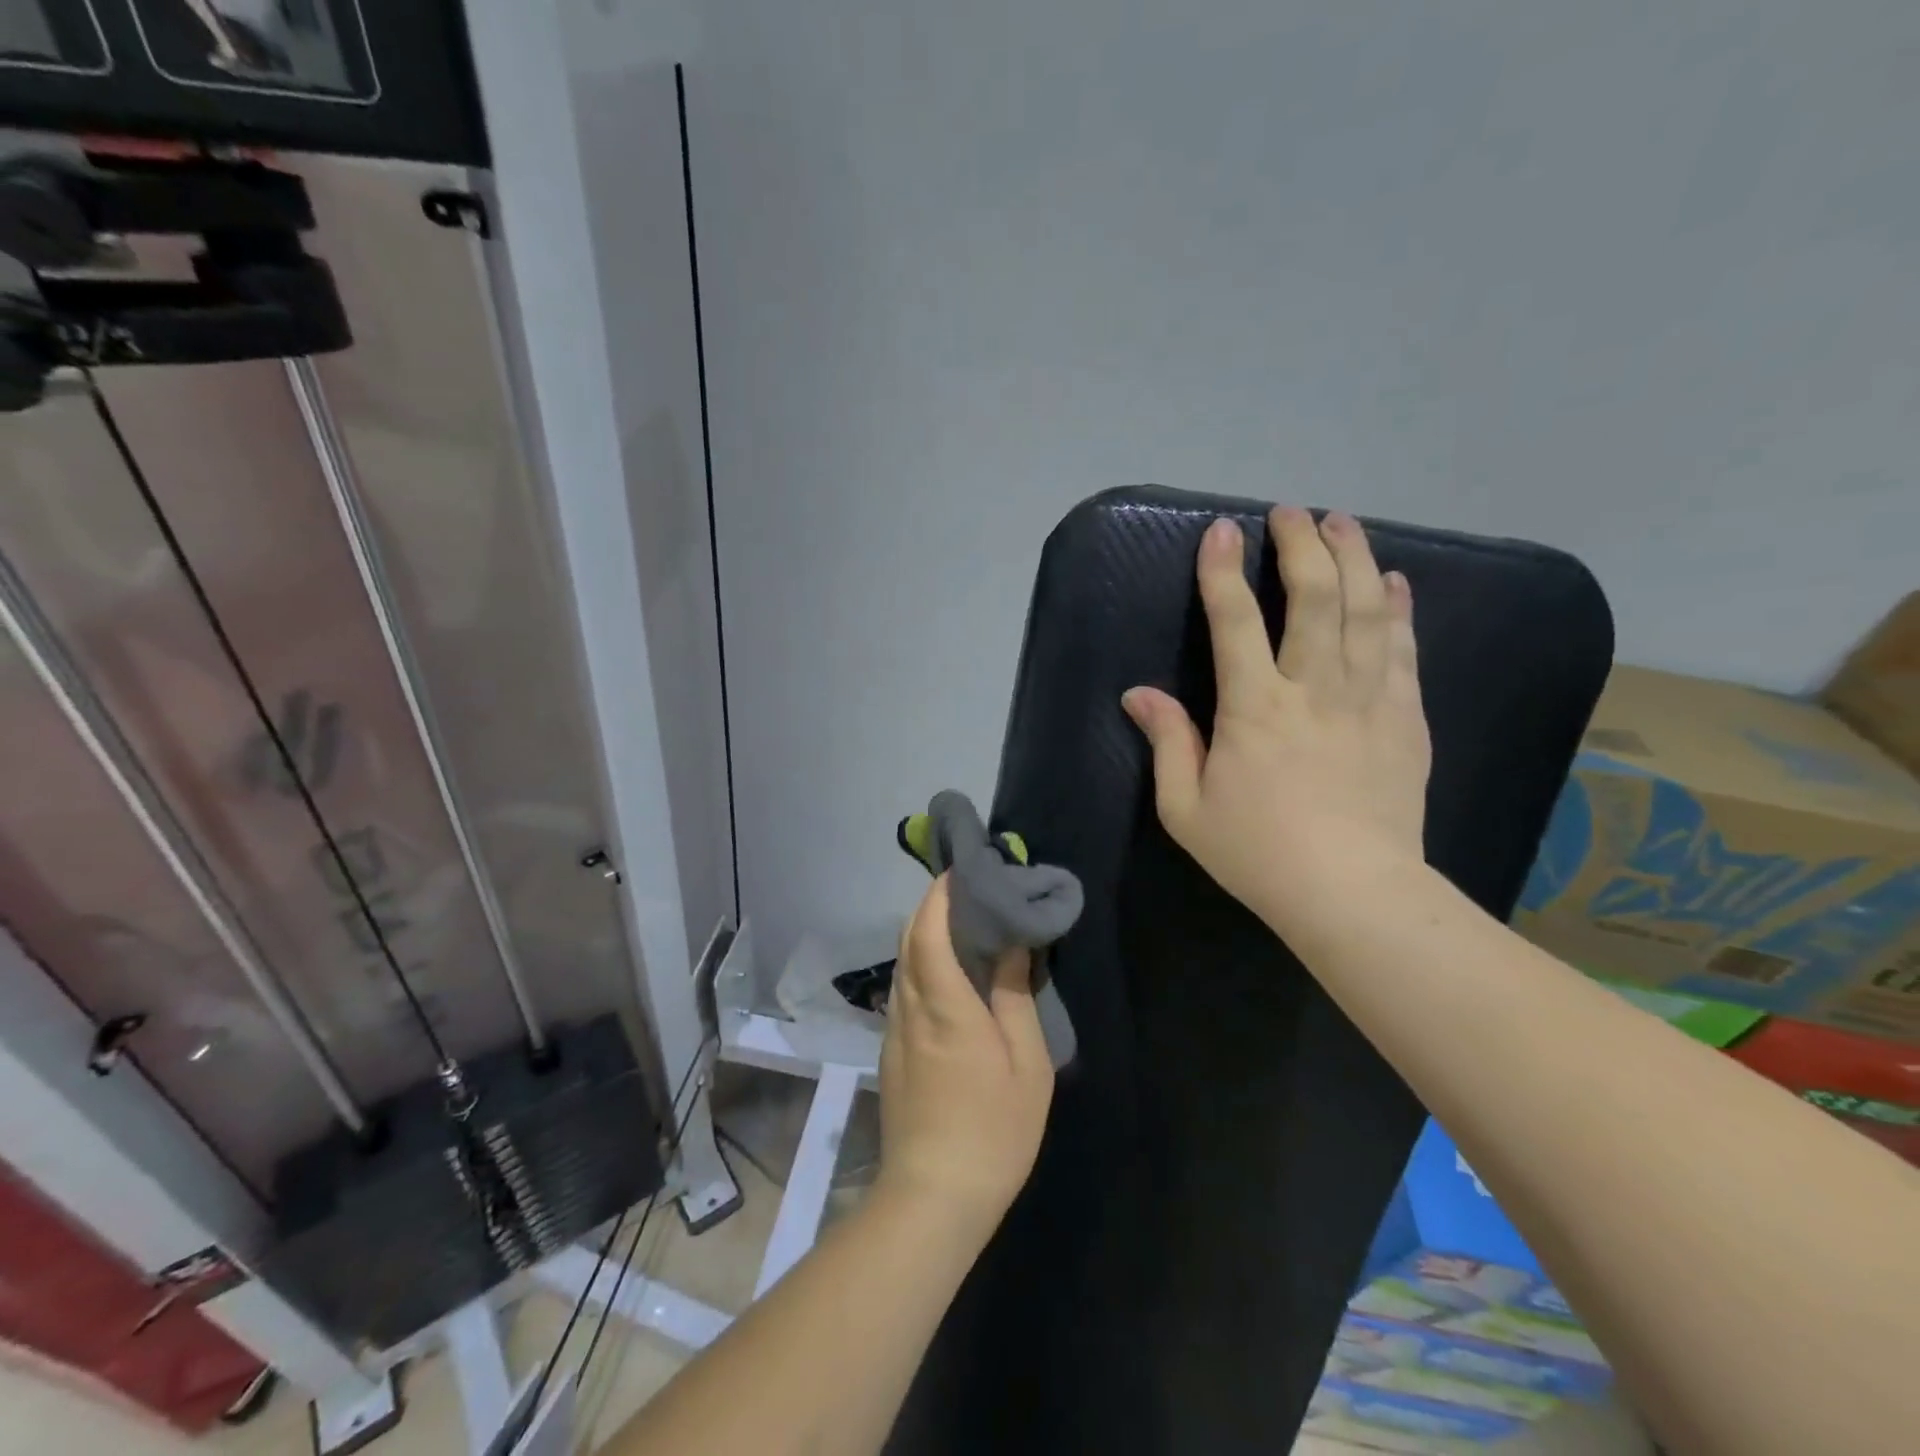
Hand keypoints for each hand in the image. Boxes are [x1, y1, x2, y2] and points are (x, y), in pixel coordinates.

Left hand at [875, 876, 1053, 1240]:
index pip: (930, 931)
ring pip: (902, 963)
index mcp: (945, 1006)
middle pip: (910, 939)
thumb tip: (1010, 945)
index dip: (940, 895)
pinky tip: (946, 972)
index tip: (962, 871)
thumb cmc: (993, 1130)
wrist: (933, 1197)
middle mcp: (911, 1008)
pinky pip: (903, 988)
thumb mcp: (1025, 1064)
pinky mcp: (891, 1051)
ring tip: (961, 923)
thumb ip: (1013, 997)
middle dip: (931, 905)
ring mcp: (895, 1031)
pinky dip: (921, 963)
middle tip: (967, 890)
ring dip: (924, 933)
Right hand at [1121, 508, 1430, 930]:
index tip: (1222, 531)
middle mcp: (1313, 689)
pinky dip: (1398, 609)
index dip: (1223, 572)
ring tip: (1343, 523)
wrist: (1352, 894)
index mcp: (1254, 709)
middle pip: (1313, 597)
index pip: (1235, 621)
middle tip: (1291, 513)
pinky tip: (1393, 582)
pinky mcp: (1405, 719)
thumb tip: (1139, 694)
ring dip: (1353, 558)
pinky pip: (1404, 650)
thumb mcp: (1186, 808)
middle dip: (1301, 545)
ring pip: (1365, 611)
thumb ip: (1167, 743)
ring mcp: (1367, 700)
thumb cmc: (1258, 853)